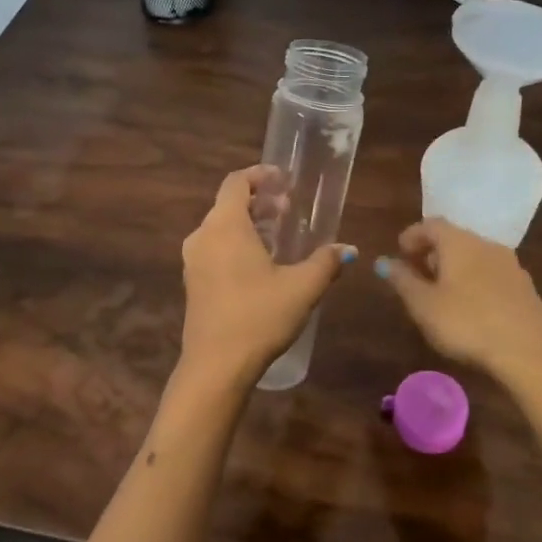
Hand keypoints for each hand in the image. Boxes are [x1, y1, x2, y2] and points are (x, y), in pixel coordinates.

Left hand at [179, 166, 354, 387]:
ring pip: (220, 228)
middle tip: (287, 210)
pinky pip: (214, 248)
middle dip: (258, 201)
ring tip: (277, 236)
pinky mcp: (193, 283)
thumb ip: (326, 262)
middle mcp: (203, 236)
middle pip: (228, 204)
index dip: (259, 175)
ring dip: (248, 224)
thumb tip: (348, 249)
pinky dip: (236, 244)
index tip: (283, 179)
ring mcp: (193, 261)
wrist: (216, 366)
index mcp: (225, 226)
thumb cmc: (259, 316)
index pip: (236, 182)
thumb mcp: (302, 288)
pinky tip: (259, 265)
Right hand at [377, 218, 541, 383]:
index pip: (431, 224)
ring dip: (455, 268)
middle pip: (454, 238)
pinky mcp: (525, 287)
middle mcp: (486, 244)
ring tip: (441, 293)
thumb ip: (402, 280)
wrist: (528, 351)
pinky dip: (474, 281)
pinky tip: (470, 307)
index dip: (412, 236)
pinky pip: (491, 274)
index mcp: (459, 242)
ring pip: (475, 256)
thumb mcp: (423, 305)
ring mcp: (510, 265)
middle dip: (433, 252)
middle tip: (417, 274)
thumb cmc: (466, 323)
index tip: (400, 253)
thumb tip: (385, 262)